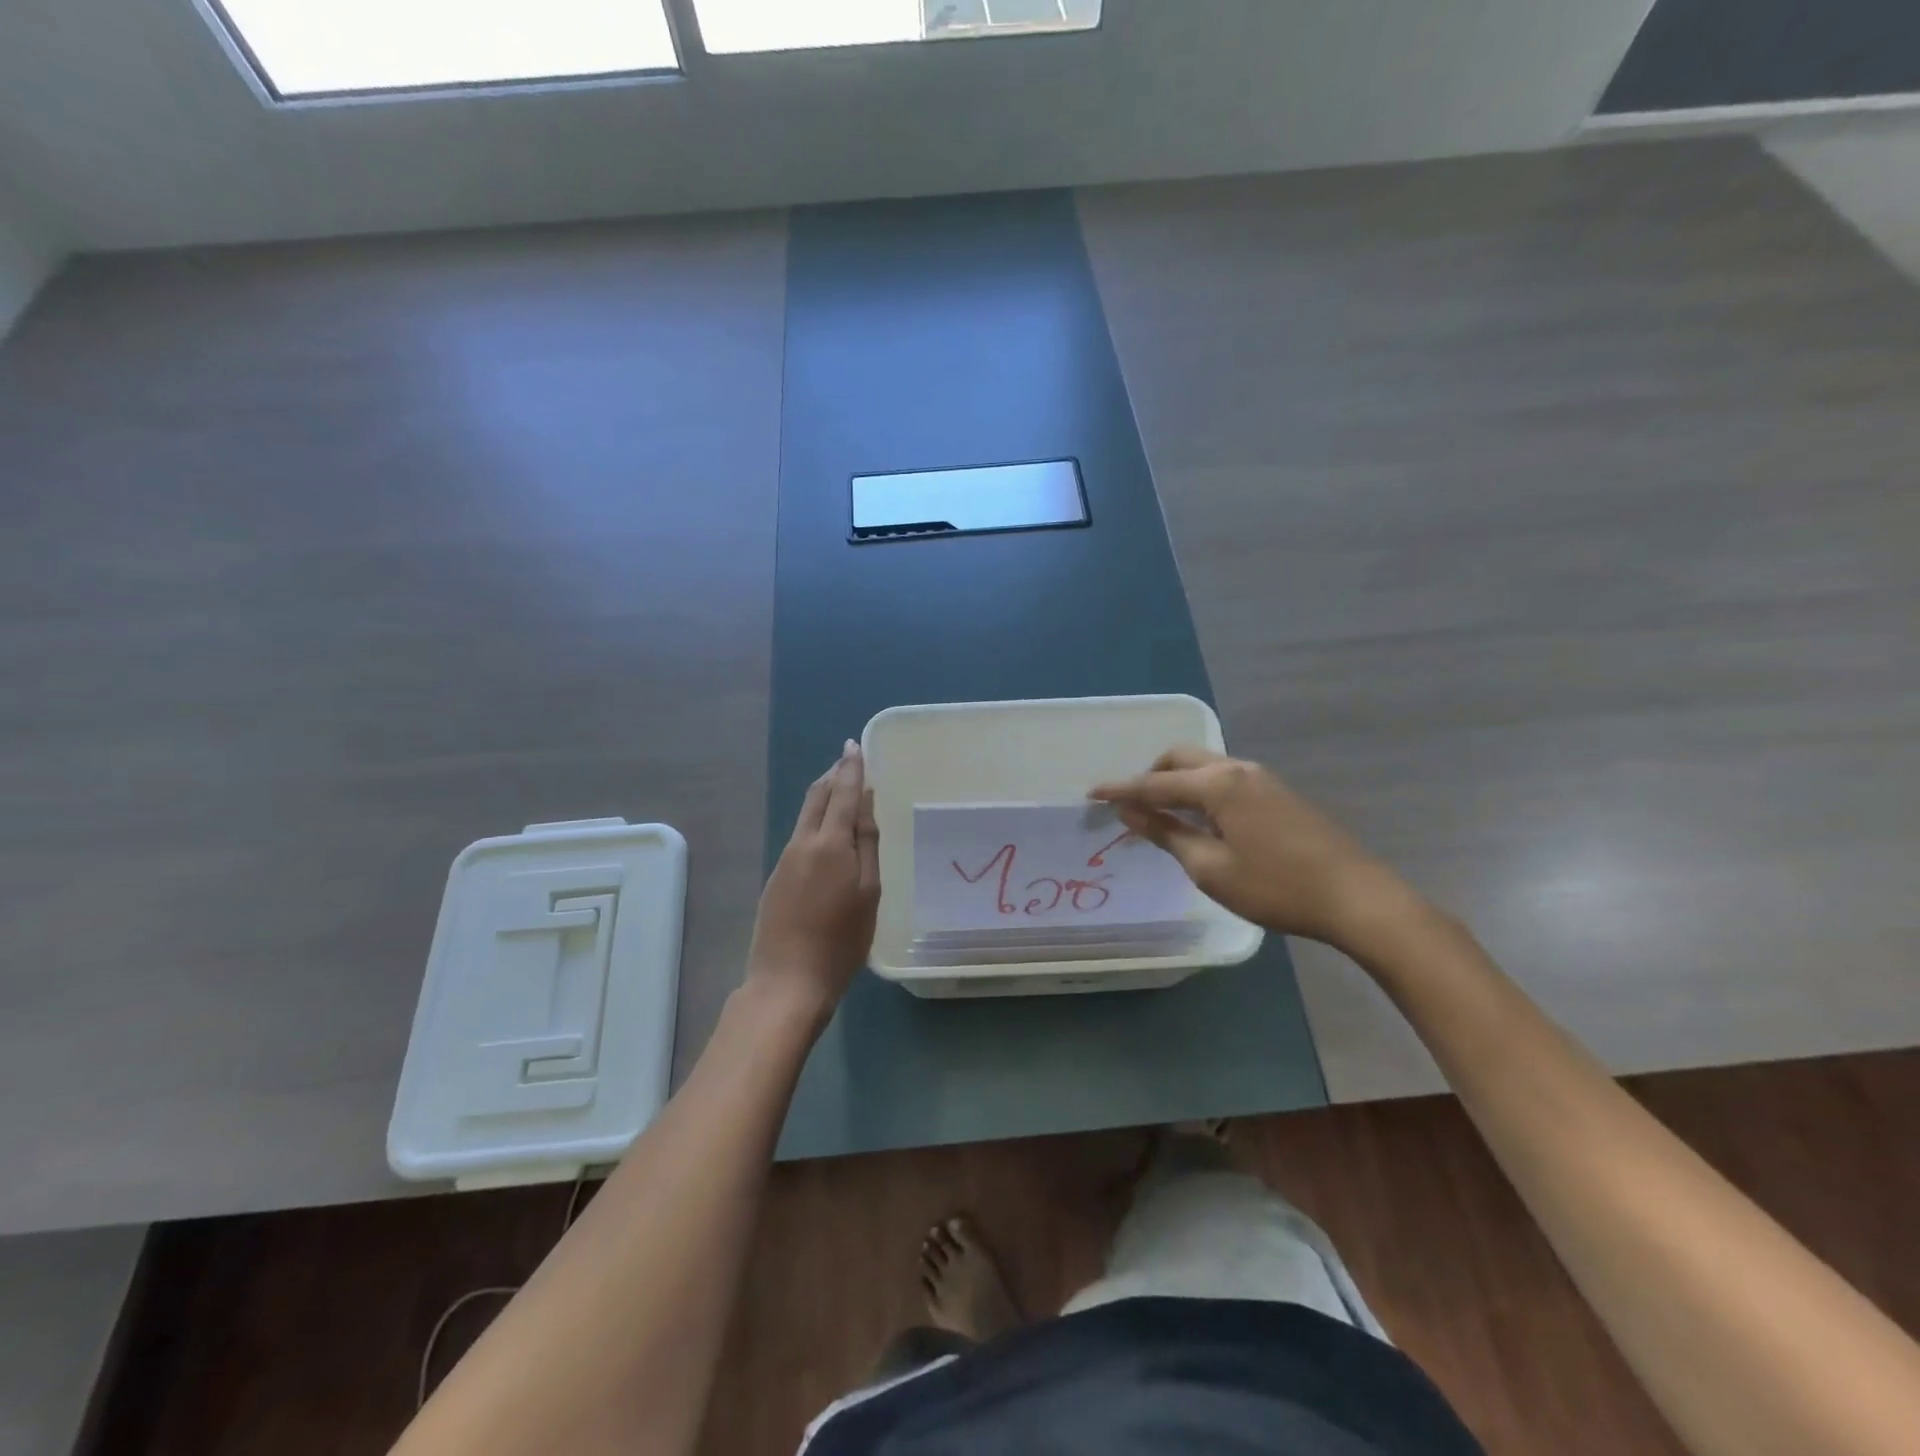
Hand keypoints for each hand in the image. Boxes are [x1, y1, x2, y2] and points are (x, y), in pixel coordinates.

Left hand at [746, 741, 879, 1020]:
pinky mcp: (776, 878)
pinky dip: (815, 820)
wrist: (787, 982)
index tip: (855, 745)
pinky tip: (826, 831)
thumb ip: (867, 845)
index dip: (851, 767)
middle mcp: (802, 843)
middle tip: (849, 761)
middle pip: (817, 797)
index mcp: (830, 843)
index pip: (842, 792)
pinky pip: (799, 836)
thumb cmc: (841, 941)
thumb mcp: (868, 893)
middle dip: (833, 774)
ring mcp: (784, 860)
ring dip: (823, 795)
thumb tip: (864, 803)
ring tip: (841, 788)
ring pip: (805, 815)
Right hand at [1090, 747, 1420, 954]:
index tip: (1091, 794)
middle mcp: (1239, 769)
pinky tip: (1202, 820)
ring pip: (1206, 766)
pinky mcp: (1279, 794)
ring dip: (1178, 782)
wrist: (1357, 898)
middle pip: (1181, 759)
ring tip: (1162, 814)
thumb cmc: (1276, 887)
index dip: (1121, 789)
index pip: (1155, 782)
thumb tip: (1131, 813)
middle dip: (1151, 775)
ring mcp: (1263, 779)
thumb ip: (1167, 834)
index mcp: (1219, 784)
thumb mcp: (1211, 868)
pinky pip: (1226, 779)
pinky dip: (1201, 791)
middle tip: (1132, 805)